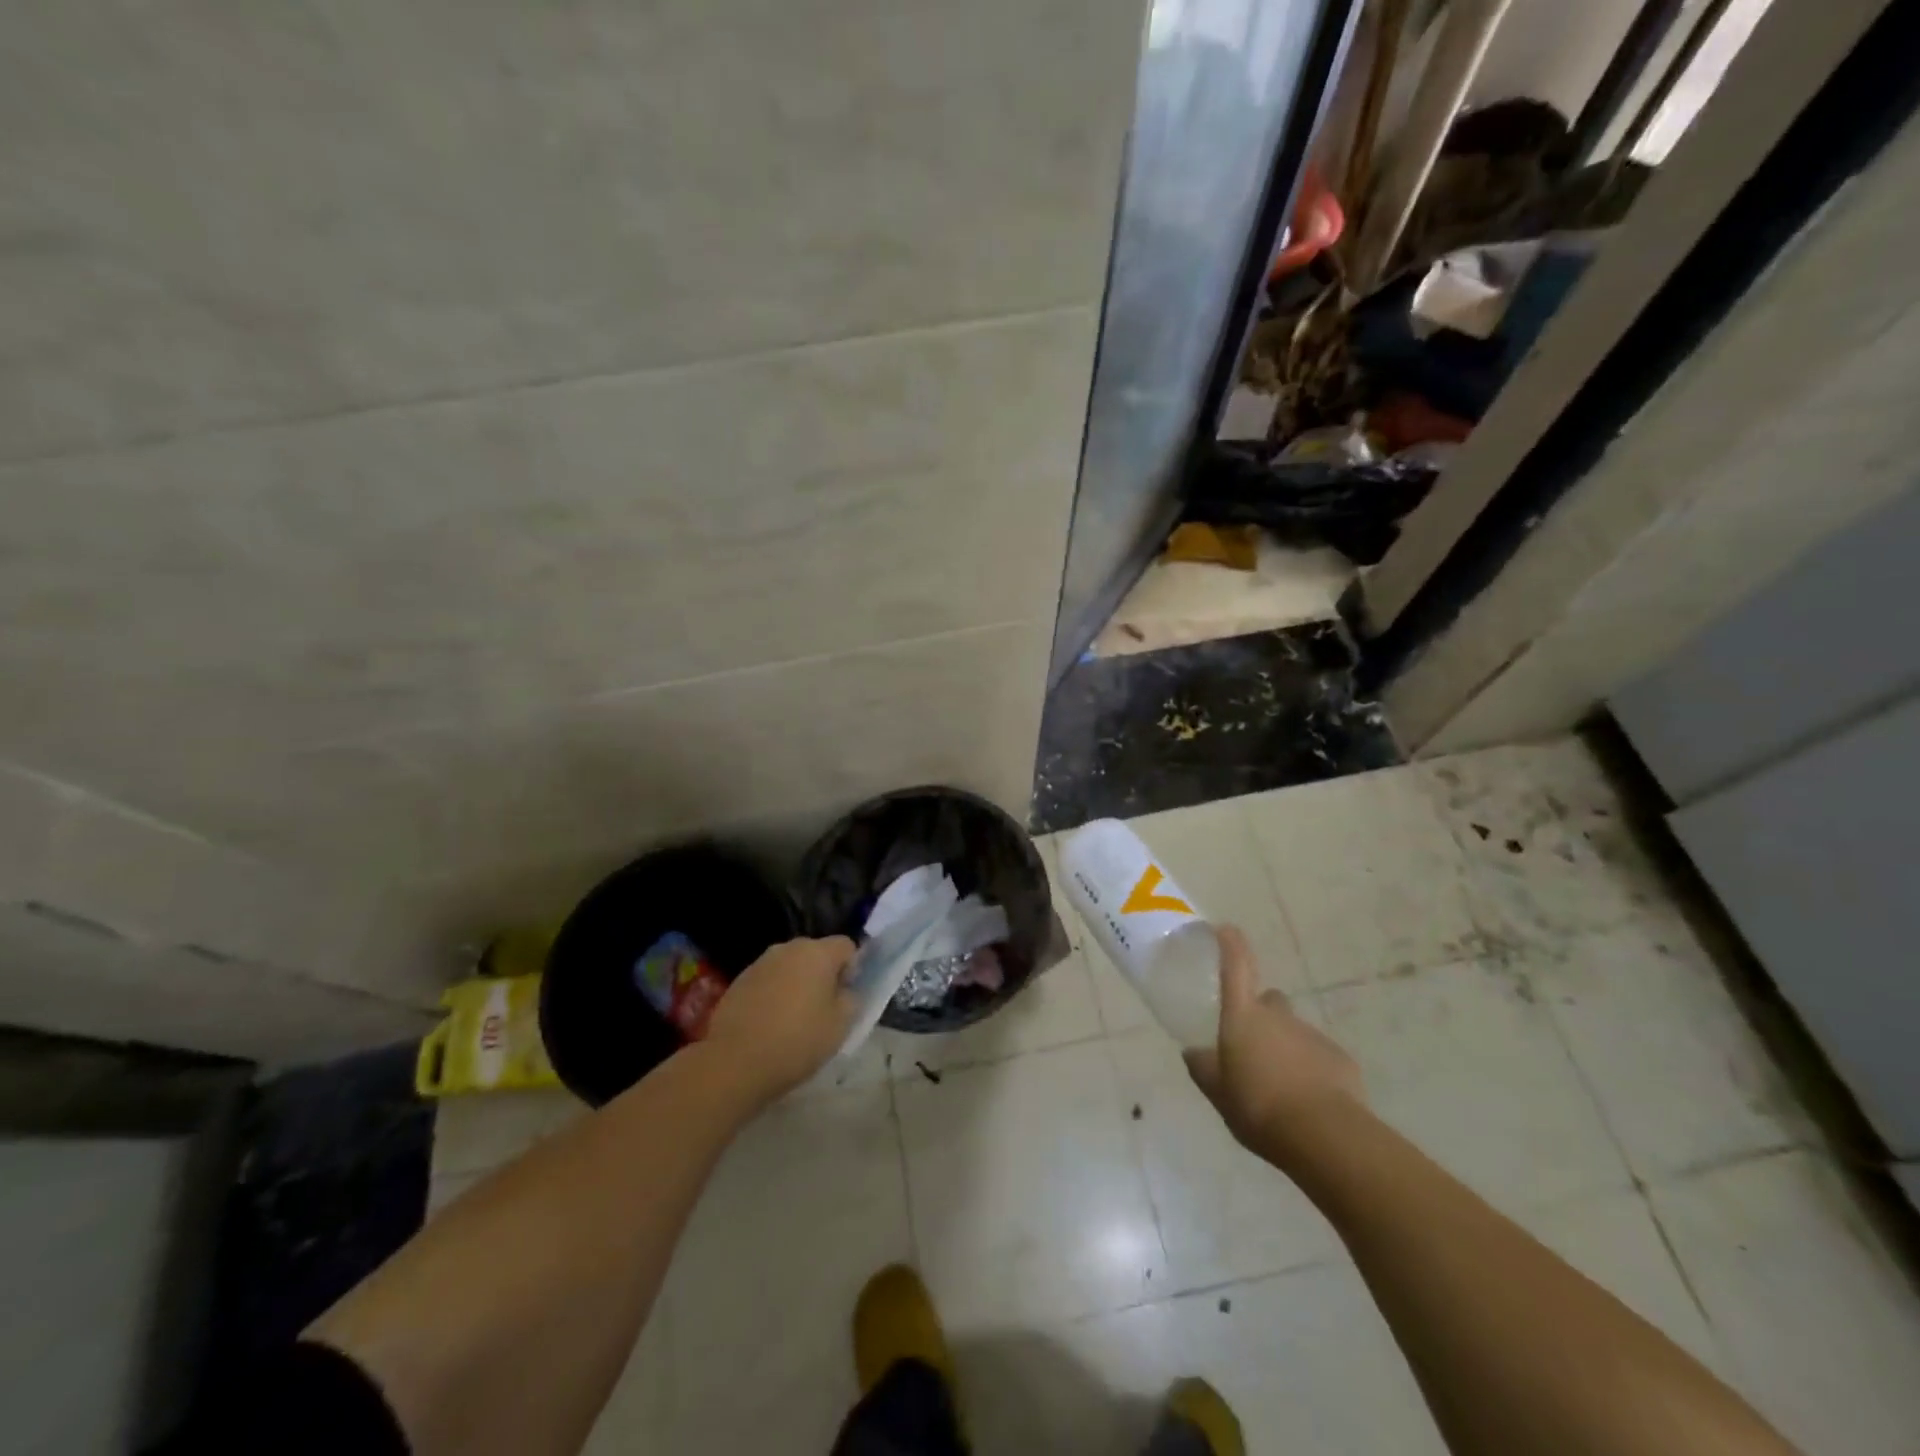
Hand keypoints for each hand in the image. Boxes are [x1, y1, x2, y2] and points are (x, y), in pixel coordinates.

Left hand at [705, 936, 858, 1104]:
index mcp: (817, 952)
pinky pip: (768, 981)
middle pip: (817, 954)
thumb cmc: (797, 1040)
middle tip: (824, 1010)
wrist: (735, 1062)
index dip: (853, 968)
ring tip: (794, 1019)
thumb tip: (846, 989)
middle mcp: (788, 948)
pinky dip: (774, 995)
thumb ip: (851, 999)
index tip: (846, 997)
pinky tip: (770, 1024)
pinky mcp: (739, 981)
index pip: (846, 946)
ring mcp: (760, 963)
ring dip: (797, 984)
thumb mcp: (841, 1025)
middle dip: (823, 975)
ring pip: (790, 967)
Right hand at [1184, 925, 1365, 1160]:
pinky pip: (1318, 1057)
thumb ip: (1203, 1067)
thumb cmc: (1258, 1106)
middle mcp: (1278, 1016)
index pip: (1236, 965)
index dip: (1230, 944)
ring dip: (1285, 1048)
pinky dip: (1310, 1069)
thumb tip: (1193, 1051)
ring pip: (1293, 1032)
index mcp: (1244, 1016)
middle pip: (1268, 1001)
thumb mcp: (1217, 1091)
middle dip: (1261, 1014)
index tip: (1225, 928)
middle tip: (1251, 1045)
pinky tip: (1306, 1100)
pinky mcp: (1340, 1059)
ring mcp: (1312, 1035)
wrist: (1325, 1135)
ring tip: (1278, 1085)